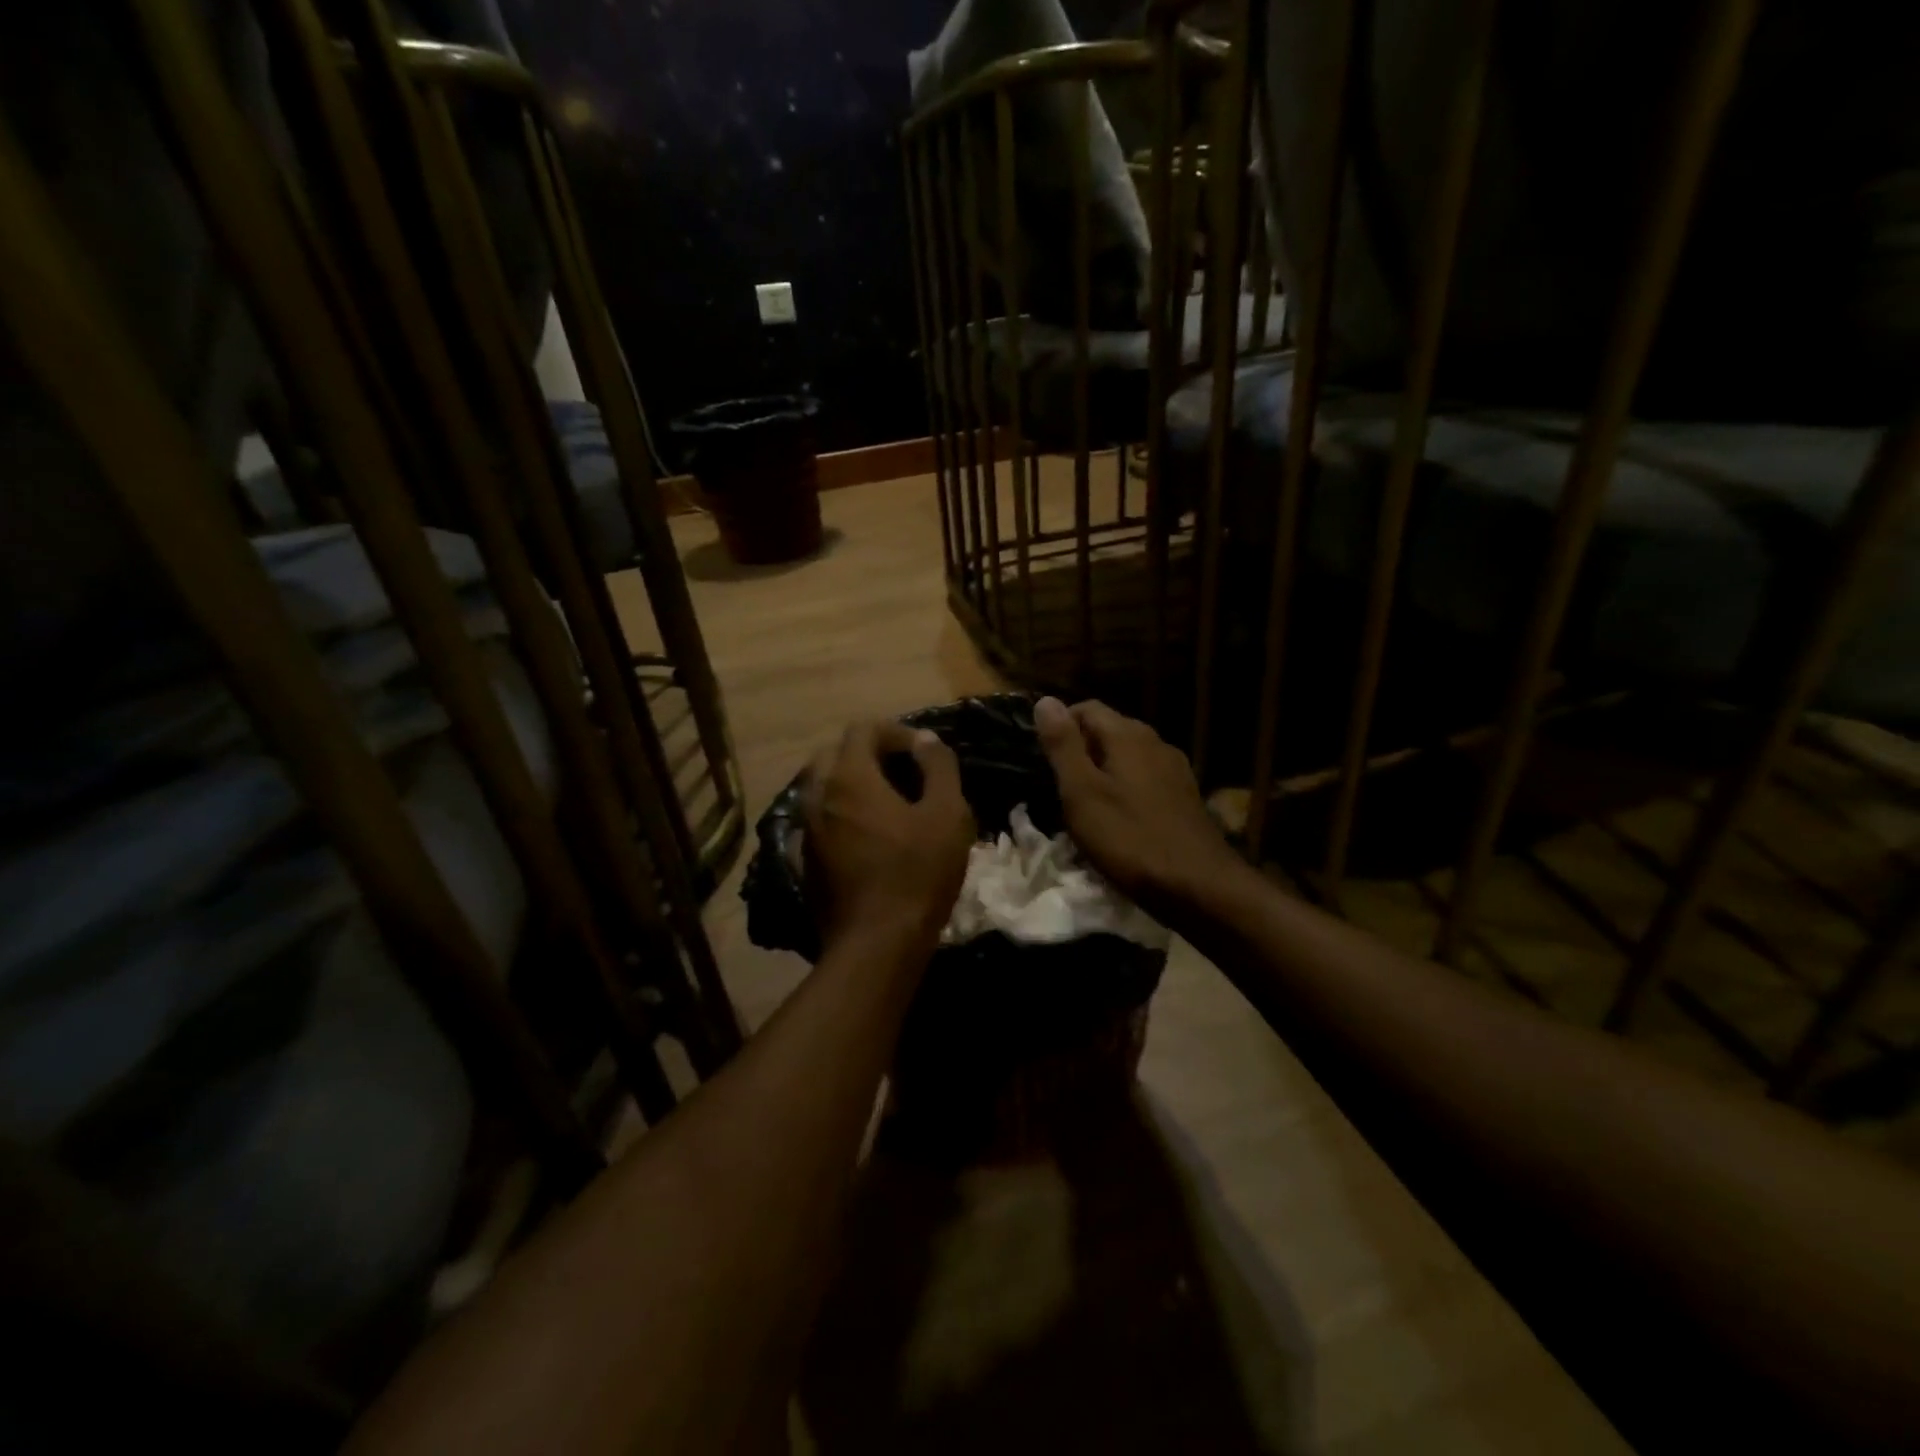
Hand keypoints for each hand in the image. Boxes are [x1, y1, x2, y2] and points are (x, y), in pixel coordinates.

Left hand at [803, 720, 975, 952]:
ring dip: (853, 783)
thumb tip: (925, 740)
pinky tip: (869, 835)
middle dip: (869, 753)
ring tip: (889, 803)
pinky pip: (821, 819)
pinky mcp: (806, 859)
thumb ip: (938, 767)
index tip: (923, 752)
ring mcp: (807, 829)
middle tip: (903, 772)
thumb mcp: (947, 815)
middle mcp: (818, 796)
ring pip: (824, 787)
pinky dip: (842, 813)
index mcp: (850, 777)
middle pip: (835, 753)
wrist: (877, 944)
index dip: (895, 731)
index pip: (863, 729)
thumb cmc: (918, 873)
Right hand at [1034, 696, 1239, 920]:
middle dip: (1081, 748)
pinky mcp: (1185, 796)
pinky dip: (1125, 787)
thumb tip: (1044, 700)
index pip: (1086, 708)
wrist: (1199, 886)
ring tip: (1084, 802)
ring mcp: (1175, 769)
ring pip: (1128, 756)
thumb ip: (1063, 746)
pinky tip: (1118, 816)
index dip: (1060, 725)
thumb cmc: (1130, 839)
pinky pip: (1145, 778)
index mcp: (1128, 735)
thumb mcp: (1082, 793)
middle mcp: (1156, 742)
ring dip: (1103, 769)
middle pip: (1109, 730)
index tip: (1041, 757)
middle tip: (1057, 783)